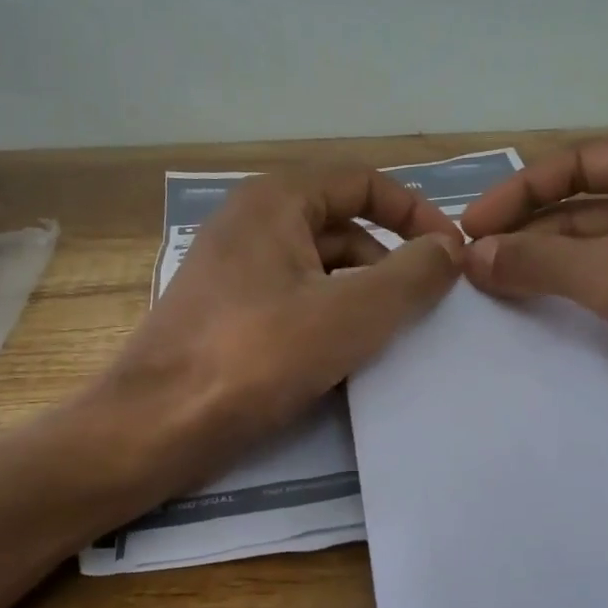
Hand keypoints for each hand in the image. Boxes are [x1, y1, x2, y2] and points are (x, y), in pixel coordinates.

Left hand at [104, 167, 463, 478]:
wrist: (157, 426)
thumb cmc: (257, 356)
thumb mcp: (352, 313)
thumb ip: (412, 275)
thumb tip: (449, 249)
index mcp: (276, 201)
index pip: (363, 182)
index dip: (414, 212)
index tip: (451, 255)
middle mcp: (251, 224)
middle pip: (343, 226)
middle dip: (391, 261)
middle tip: (427, 307)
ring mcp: (235, 272)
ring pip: (320, 270)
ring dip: (363, 296)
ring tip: (395, 338)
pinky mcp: (228, 316)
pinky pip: (295, 303)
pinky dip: (330, 321)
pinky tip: (350, 360)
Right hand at [460, 134, 607, 459]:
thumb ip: (543, 262)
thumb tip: (472, 256)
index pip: (579, 165)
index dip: (521, 192)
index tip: (470, 227)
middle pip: (580, 214)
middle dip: (527, 238)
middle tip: (468, 270)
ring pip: (590, 260)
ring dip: (542, 276)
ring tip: (484, 298)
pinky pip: (605, 300)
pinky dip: (567, 310)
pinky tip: (523, 326)